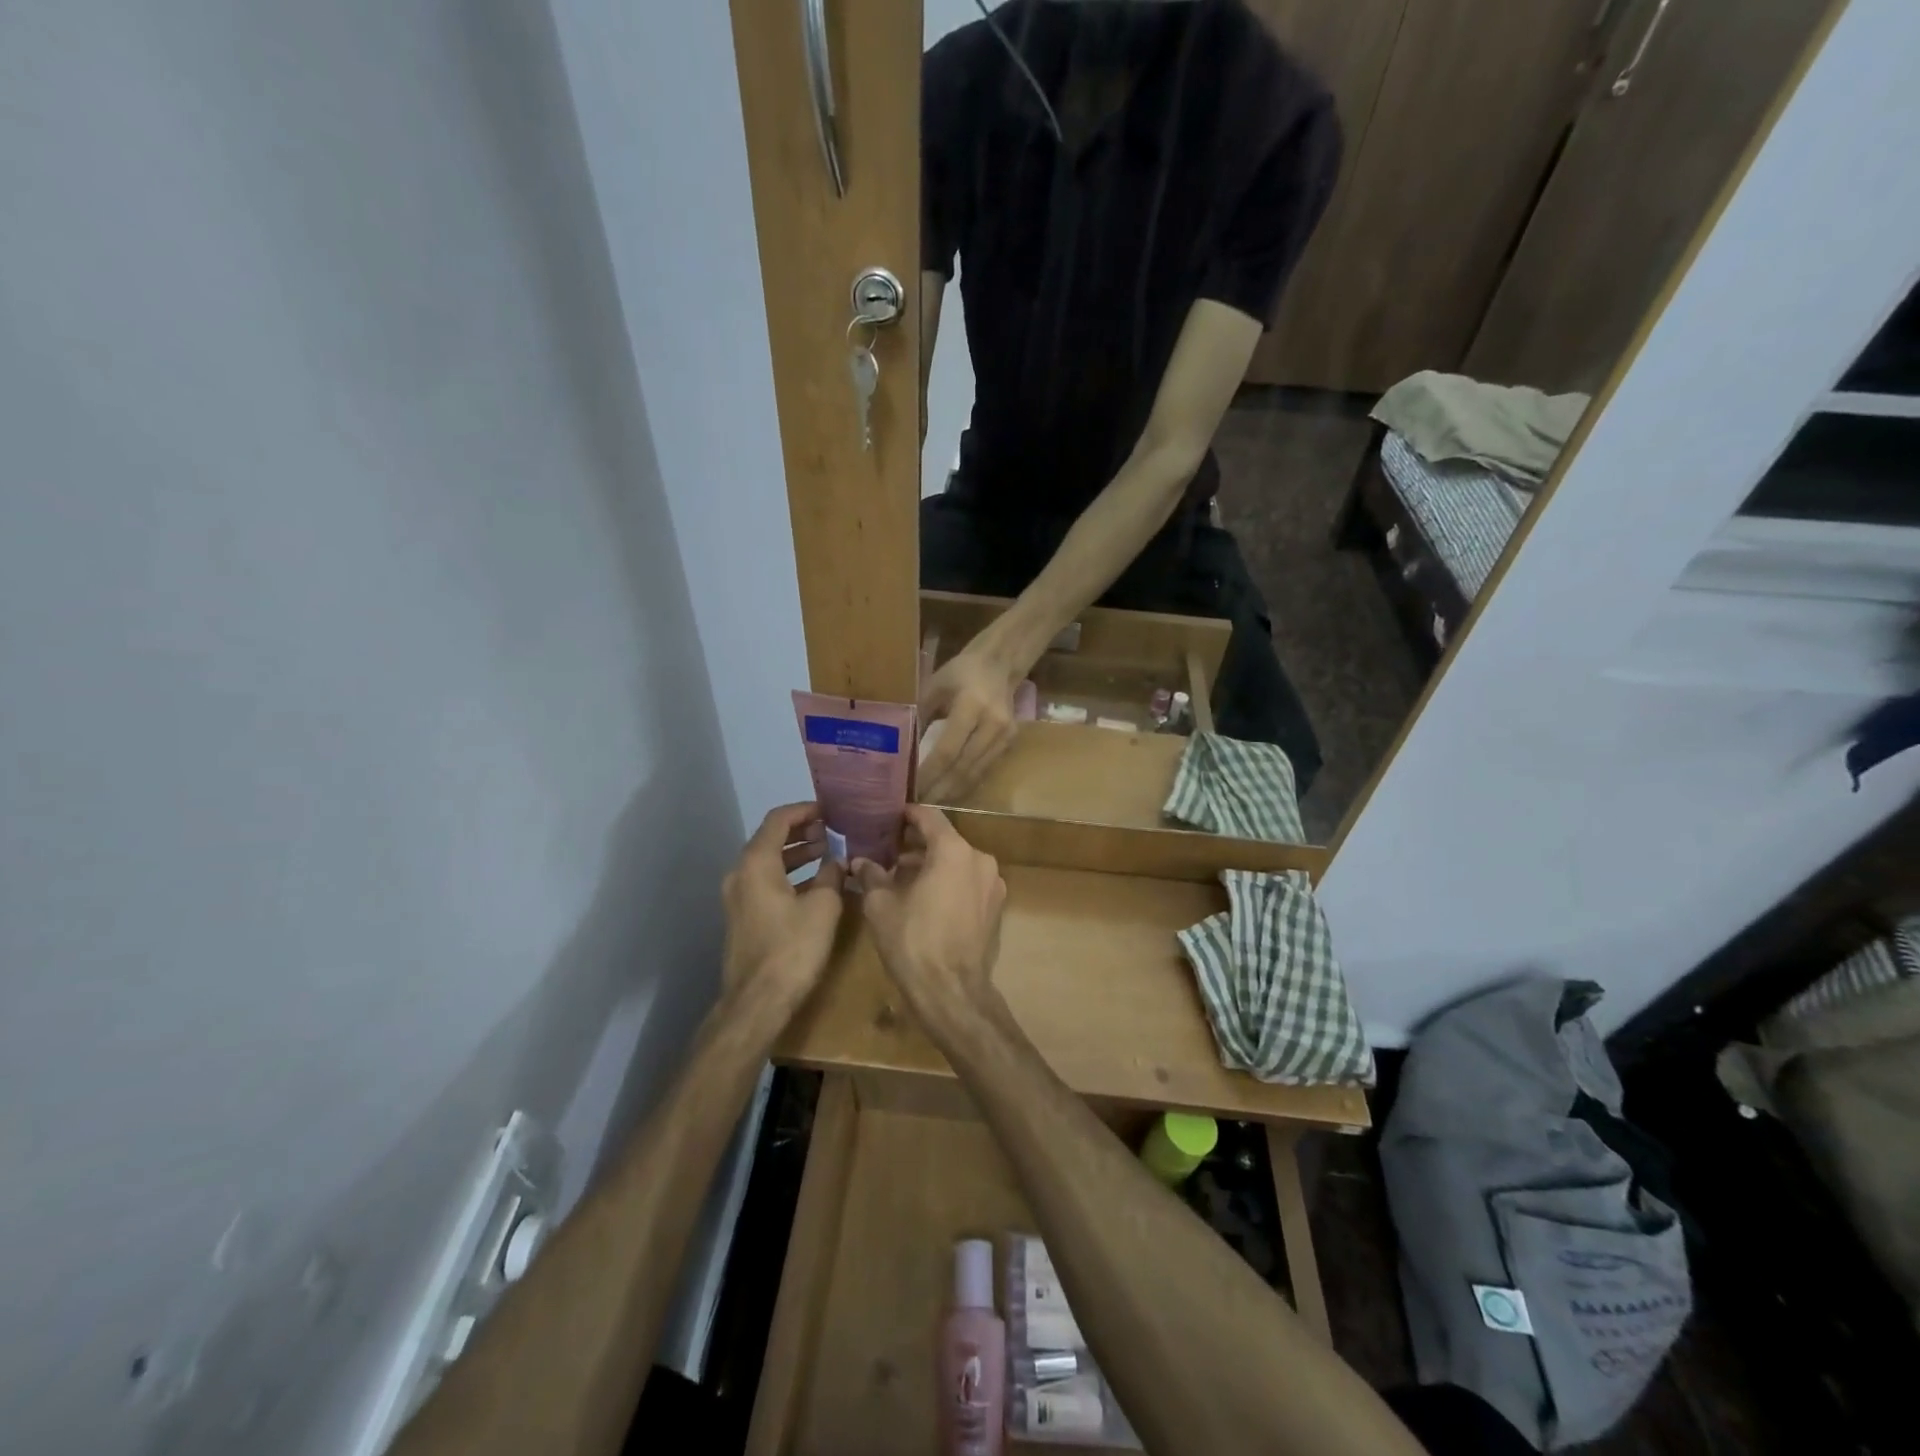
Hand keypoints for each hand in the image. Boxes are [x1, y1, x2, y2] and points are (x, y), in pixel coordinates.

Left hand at [721, 802, 846, 1010]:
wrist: (757, 1001)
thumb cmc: (793, 947)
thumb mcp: (823, 906)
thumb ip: (831, 875)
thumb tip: (837, 861)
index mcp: (757, 863)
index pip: (778, 820)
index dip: (805, 810)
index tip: (830, 810)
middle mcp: (740, 873)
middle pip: (770, 839)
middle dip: (802, 832)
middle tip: (832, 831)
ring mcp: (737, 897)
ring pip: (768, 862)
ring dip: (796, 854)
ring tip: (827, 853)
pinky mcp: (742, 917)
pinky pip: (766, 882)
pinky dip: (788, 875)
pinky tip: (814, 884)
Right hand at [853, 805, 1007, 1029]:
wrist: (951, 991)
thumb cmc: (912, 941)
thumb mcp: (880, 905)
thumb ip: (871, 875)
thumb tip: (859, 862)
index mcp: (954, 851)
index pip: (929, 817)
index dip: (907, 815)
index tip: (889, 817)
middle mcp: (980, 859)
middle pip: (946, 840)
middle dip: (917, 844)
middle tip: (889, 851)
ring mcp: (993, 884)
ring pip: (958, 862)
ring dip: (933, 865)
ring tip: (903, 878)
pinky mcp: (997, 907)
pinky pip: (969, 882)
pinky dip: (949, 882)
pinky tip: (927, 899)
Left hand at [919, 643, 1020, 802]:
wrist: (1000, 663)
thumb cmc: (961, 671)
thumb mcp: (935, 685)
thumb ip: (920, 714)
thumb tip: (902, 749)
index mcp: (972, 705)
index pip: (948, 749)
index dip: (929, 772)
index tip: (911, 788)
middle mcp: (992, 724)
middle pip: (963, 767)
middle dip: (939, 789)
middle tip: (917, 805)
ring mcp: (1005, 735)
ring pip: (976, 773)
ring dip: (952, 791)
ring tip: (930, 803)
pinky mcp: (1010, 742)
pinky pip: (985, 769)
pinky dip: (966, 783)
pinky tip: (949, 792)